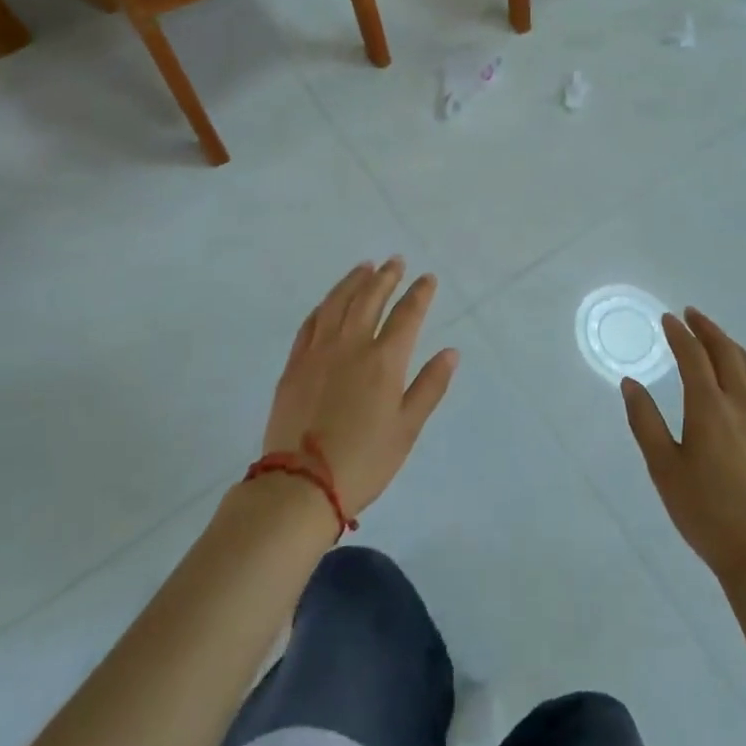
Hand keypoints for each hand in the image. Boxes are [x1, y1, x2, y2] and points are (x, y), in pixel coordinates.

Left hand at [261, 258, 458, 517]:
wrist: (301, 484)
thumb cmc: (364, 460)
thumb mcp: (407, 428)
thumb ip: (429, 386)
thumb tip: (450, 352)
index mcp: (384, 360)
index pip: (407, 314)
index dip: (419, 293)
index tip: (428, 278)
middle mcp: (351, 346)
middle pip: (369, 299)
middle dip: (386, 277)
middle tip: (395, 261)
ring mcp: (318, 352)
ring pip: (336, 303)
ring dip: (353, 281)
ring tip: (364, 267)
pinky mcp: (294, 365)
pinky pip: (310, 323)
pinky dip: (323, 306)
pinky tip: (329, 302)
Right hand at [622, 309, 745, 588]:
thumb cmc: (705, 511)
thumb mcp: (663, 468)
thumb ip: (644, 421)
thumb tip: (630, 383)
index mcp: (709, 406)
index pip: (693, 355)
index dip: (679, 333)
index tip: (668, 318)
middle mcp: (742, 402)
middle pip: (726, 352)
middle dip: (707, 329)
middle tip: (692, 315)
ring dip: (730, 345)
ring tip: (716, 339)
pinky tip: (743, 382)